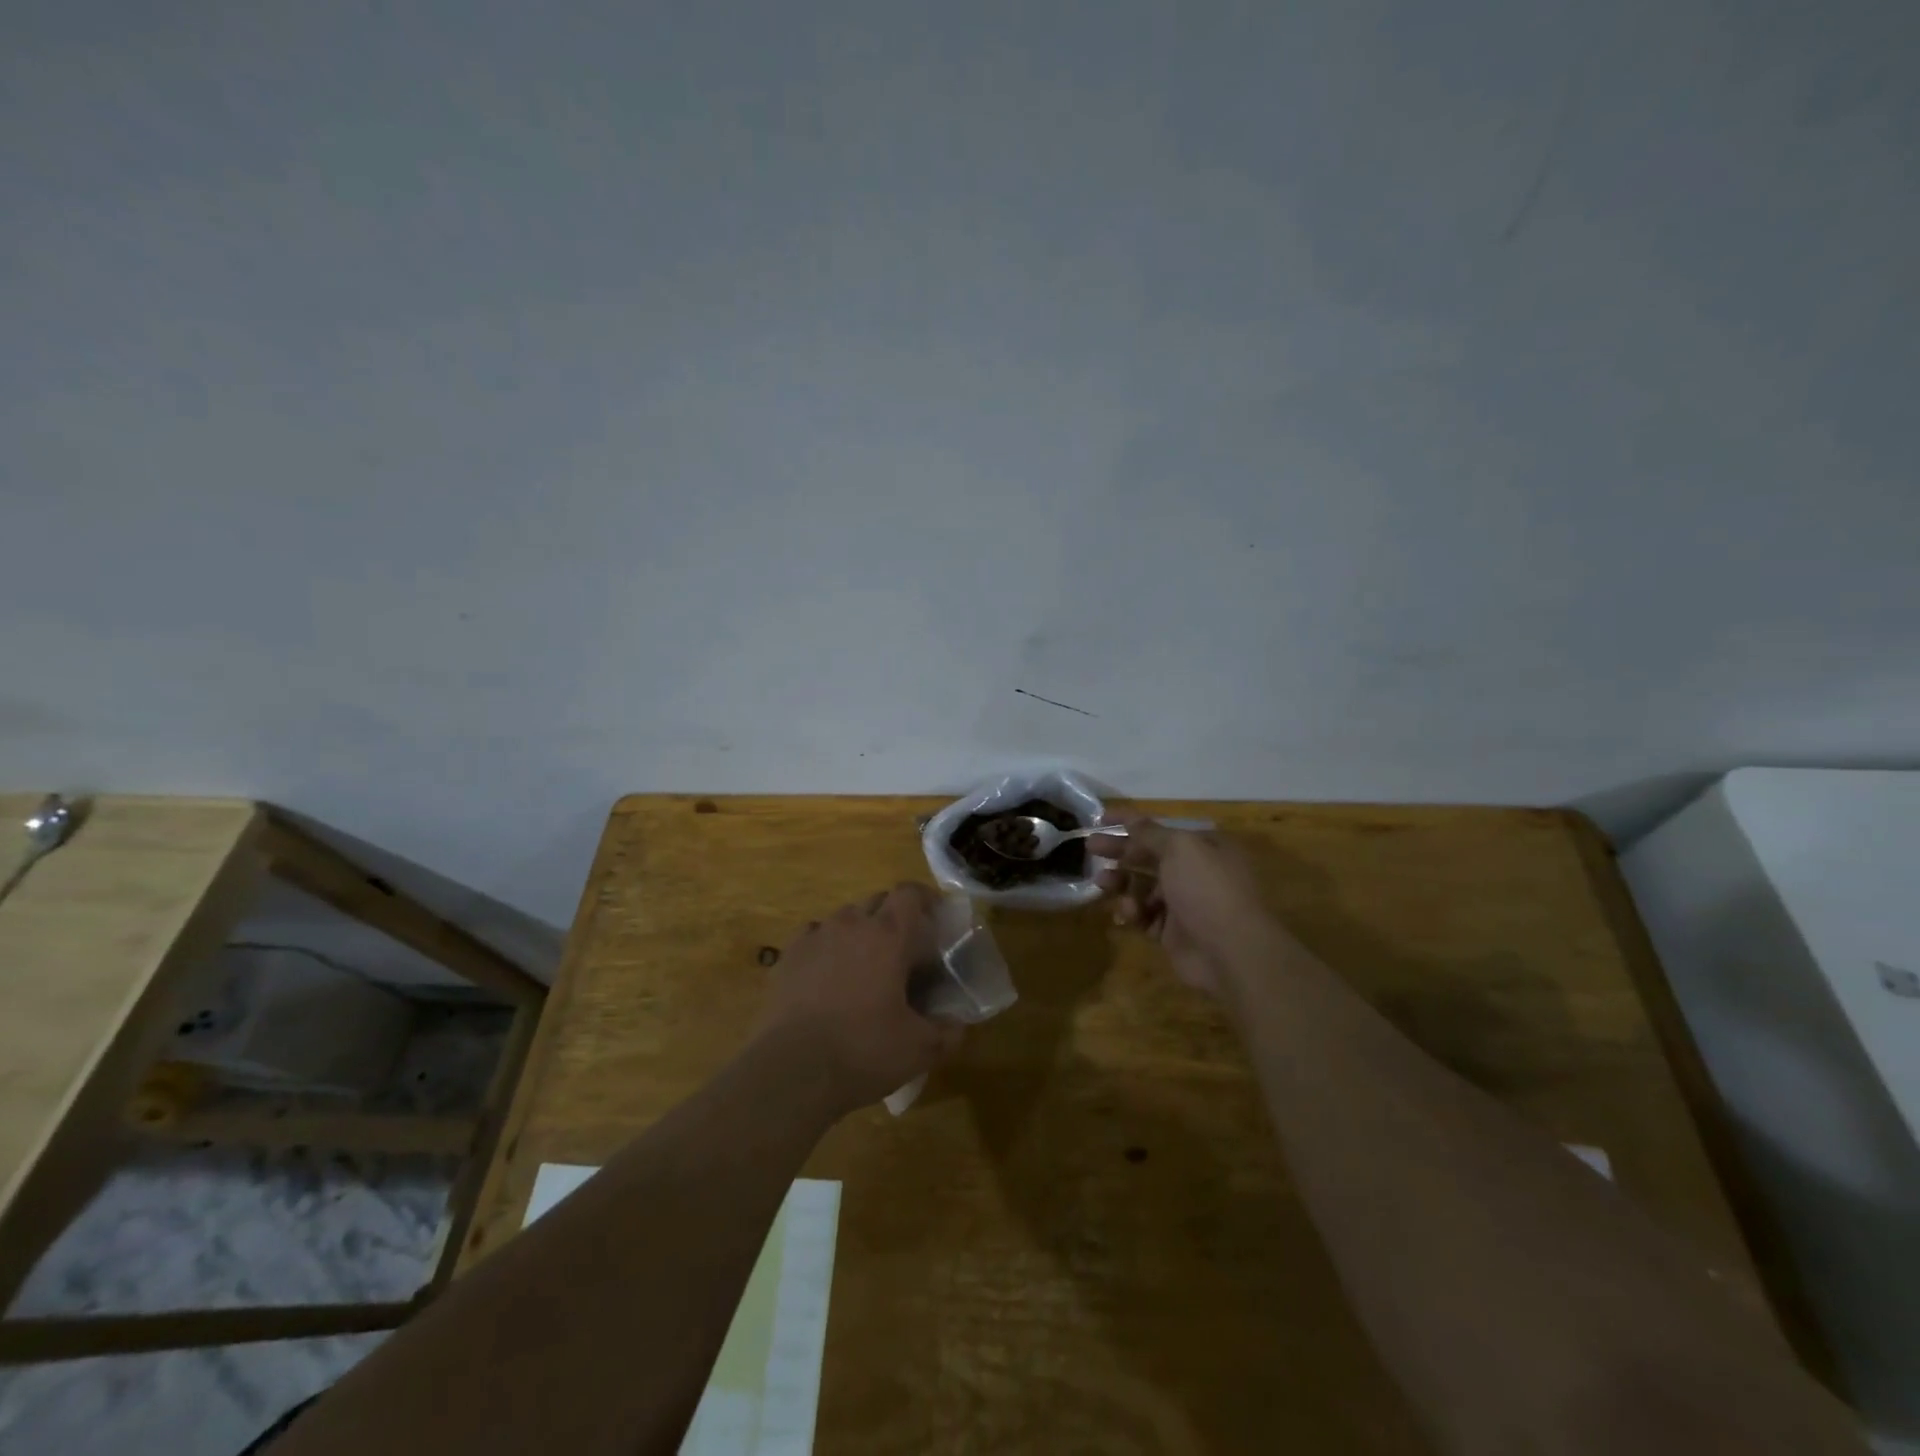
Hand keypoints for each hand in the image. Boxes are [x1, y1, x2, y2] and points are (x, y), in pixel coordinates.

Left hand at [754, 882, 963, 1116]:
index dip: (925, 899)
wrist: (791, 1071)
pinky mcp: (788, 956)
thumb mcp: (920, 1049)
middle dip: (894, 917)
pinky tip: (828, 976)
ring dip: (860, 932)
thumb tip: (958, 1024)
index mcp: (888, 935)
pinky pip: (814, 937)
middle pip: (878, 901)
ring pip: (845, 918)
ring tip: (866, 965)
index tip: (935, 917)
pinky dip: (827, 947)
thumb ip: (947, 1032)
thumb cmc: (863, 1051)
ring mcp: (815, 937)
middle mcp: (851, 924)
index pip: (910, 893)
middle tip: (905, 951)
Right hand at [1093, 822, 1279, 997]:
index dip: (1129, 821)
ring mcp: (1184, 903)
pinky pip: (1145, 916)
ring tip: (1102, 882)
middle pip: (1148, 856)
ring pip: (1143, 887)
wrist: (1231, 950)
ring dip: (1121, 882)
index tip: (1100, 818)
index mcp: (1202, 846)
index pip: (1160, 828)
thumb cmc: (1206, 888)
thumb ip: (1150, 833)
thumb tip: (1132, 821)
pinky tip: (1127, 914)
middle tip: (1090, 847)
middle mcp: (1194, 872)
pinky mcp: (1173, 932)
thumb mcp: (1179, 848)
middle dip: (1120, 851)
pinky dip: (1133, 912)